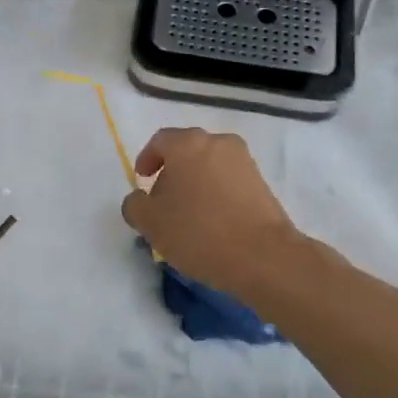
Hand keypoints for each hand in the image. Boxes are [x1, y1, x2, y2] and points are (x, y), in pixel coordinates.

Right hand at [120, 128, 304, 303]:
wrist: (263, 255)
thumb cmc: (198, 232)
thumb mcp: (151, 222)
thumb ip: (135, 205)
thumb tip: (139, 199)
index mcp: (188, 144)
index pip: (160, 141)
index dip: (147, 158)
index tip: (142, 180)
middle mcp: (218, 143)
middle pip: (187, 151)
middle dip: (172, 172)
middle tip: (162, 201)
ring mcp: (244, 162)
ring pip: (210, 166)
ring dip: (196, 184)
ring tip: (188, 216)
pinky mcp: (262, 183)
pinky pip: (229, 181)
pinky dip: (216, 194)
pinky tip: (212, 222)